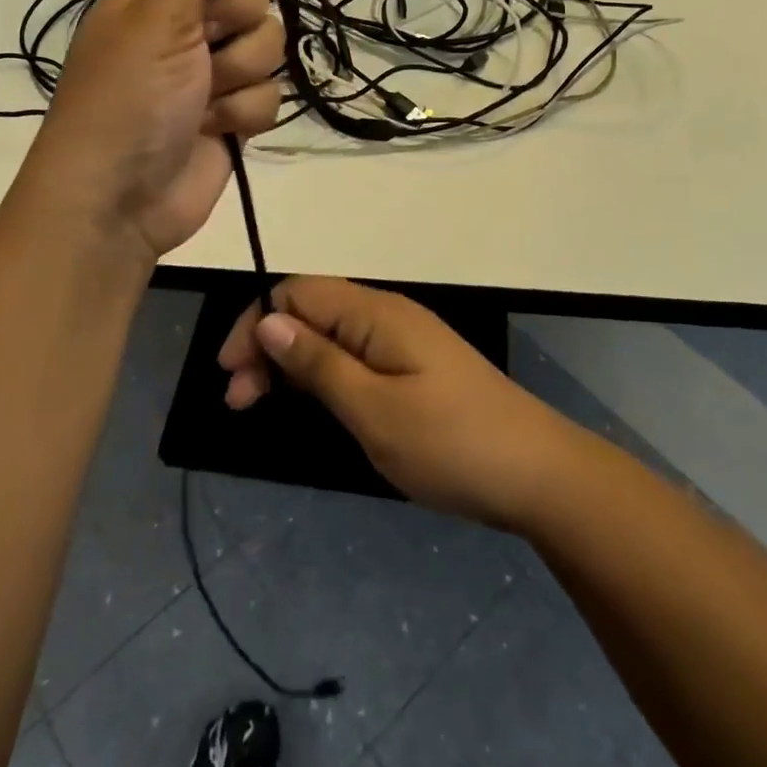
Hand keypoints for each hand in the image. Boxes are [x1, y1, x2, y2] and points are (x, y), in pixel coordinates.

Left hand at [21, 0, 282, 260]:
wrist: (119, 203)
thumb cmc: (126, 99)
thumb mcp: (155, 20)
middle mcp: (186, 29)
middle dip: (237, 20)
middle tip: (207, 40)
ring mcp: (211, 74)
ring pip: (268, 47)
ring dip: (240, 74)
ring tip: (204, 100)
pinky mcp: (232, 116)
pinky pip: (270, 96)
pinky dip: (245, 114)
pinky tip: (217, 130)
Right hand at [217, 276, 582, 530]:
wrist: (537, 474)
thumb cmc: (451, 443)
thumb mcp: (374, 409)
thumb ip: (319, 363)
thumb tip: (268, 320)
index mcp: (376, 312)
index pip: (298, 292)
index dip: (256, 322)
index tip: (230, 373)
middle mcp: (386, 315)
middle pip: (311, 311)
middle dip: (267, 346)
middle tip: (238, 401)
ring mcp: (402, 341)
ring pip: (330, 335)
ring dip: (290, 363)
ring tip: (259, 404)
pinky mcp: (413, 368)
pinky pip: (352, 356)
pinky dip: (321, 375)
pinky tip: (308, 402)